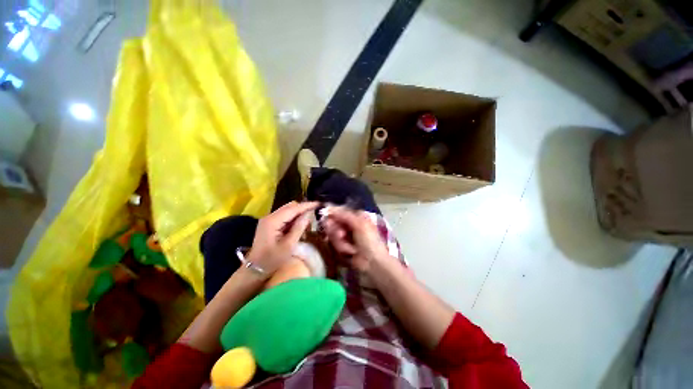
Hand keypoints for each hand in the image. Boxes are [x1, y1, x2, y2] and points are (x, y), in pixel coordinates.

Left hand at [247, 201, 318, 276]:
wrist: (255, 269)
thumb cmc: (272, 260)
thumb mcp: (288, 246)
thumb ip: (298, 228)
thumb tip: (308, 215)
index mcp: (273, 221)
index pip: (293, 208)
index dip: (307, 205)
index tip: (318, 204)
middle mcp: (270, 217)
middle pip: (290, 206)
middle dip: (303, 208)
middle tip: (315, 214)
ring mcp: (268, 220)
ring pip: (287, 210)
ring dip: (298, 213)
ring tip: (309, 221)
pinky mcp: (269, 224)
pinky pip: (284, 216)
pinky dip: (293, 218)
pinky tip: (299, 225)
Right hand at [322, 207, 390, 272]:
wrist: (372, 263)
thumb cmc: (369, 241)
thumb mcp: (359, 224)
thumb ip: (344, 215)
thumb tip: (329, 208)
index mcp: (356, 217)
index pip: (340, 211)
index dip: (332, 213)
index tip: (325, 215)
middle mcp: (349, 224)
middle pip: (334, 222)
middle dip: (336, 230)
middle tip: (341, 235)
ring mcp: (345, 236)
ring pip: (333, 233)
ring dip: (340, 242)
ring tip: (350, 248)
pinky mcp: (341, 246)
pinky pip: (334, 243)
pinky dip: (341, 248)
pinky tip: (349, 252)